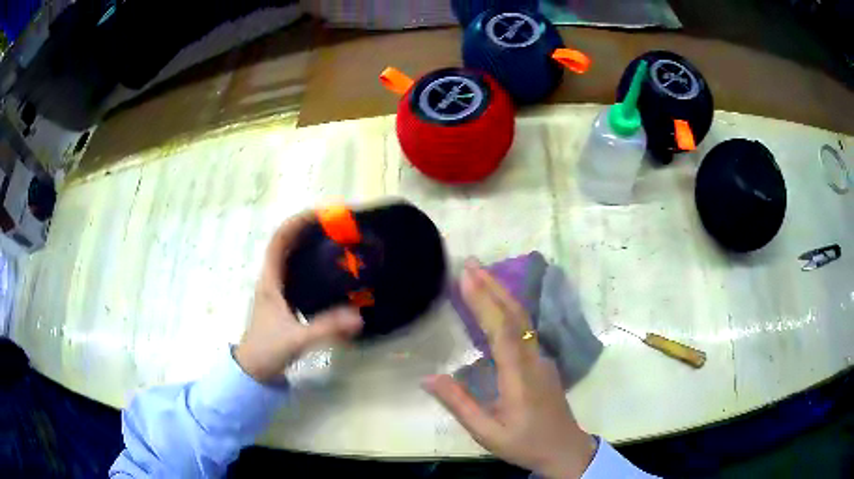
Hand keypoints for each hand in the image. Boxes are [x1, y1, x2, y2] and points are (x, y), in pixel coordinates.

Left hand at [235, 212, 362, 382]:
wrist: (253, 369)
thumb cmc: (267, 350)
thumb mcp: (297, 339)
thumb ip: (326, 328)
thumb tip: (359, 316)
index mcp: (270, 280)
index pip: (279, 240)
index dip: (298, 223)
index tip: (322, 214)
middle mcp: (272, 279)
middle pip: (287, 242)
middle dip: (309, 229)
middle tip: (337, 226)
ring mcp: (276, 289)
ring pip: (292, 256)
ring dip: (310, 243)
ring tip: (336, 241)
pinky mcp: (283, 300)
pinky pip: (297, 271)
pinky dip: (312, 262)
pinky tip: (330, 270)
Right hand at [423, 261, 595, 478]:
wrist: (565, 449)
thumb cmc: (525, 444)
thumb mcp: (487, 433)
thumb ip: (459, 404)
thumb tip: (428, 377)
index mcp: (519, 377)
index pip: (502, 331)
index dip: (485, 302)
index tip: (466, 277)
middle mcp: (534, 360)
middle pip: (516, 316)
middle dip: (493, 286)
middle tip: (470, 262)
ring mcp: (541, 358)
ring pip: (523, 319)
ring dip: (501, 293)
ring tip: (479, 275)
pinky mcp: (542, 362)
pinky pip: (524, 329)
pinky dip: (507, 309)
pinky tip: (495, 304)